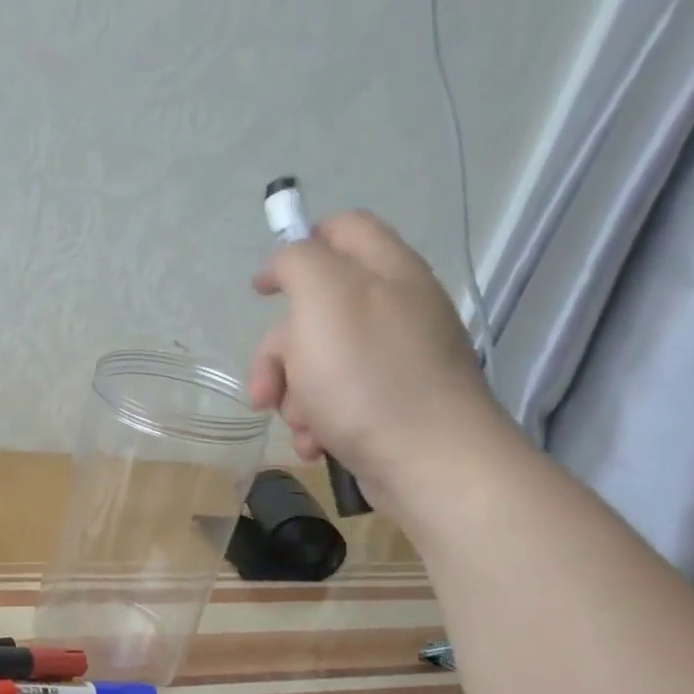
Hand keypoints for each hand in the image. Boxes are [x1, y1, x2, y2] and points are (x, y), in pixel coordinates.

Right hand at [248, 210, 504, 512]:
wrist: (432, 464)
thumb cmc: (369, 378)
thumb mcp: (323, 301)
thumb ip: (300, 263)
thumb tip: (287, 262)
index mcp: (386, 272)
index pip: (342, 229)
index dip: (296, 249)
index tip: (262, 290)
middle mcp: (395, 308)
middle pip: (316, 311)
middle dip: (279, 352)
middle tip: (265, 389)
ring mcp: (396, 359)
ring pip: (319, 362)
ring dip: (295, 396)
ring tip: (301, 426)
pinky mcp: (393, 404)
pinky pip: (339, 401)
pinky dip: (318, 422)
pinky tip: (316, 444)